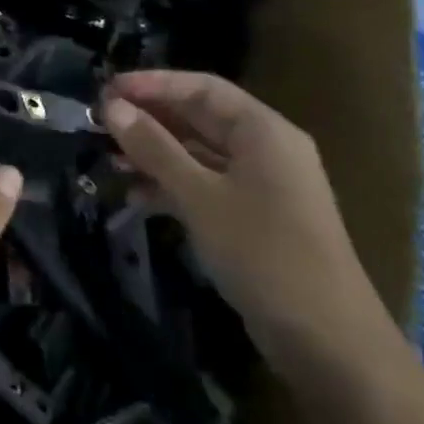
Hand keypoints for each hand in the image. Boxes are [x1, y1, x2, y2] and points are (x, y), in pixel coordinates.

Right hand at [100, 71, 388, 371]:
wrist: (325, 339)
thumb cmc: (262, 252)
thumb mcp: (199, 195)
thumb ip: (154, 148)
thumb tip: (112, 107)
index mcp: (264, 132)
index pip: (202, 88)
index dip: (152, 84)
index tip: (105, 90)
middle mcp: (266, 150)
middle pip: (199, 118)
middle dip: (148, 119)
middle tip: (98, 123)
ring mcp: (260, 186)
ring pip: (197, 154)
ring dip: (154, 154)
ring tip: (108, 160)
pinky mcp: (251, 218)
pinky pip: (203, 185)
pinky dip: (169, 186)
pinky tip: (134, 198)